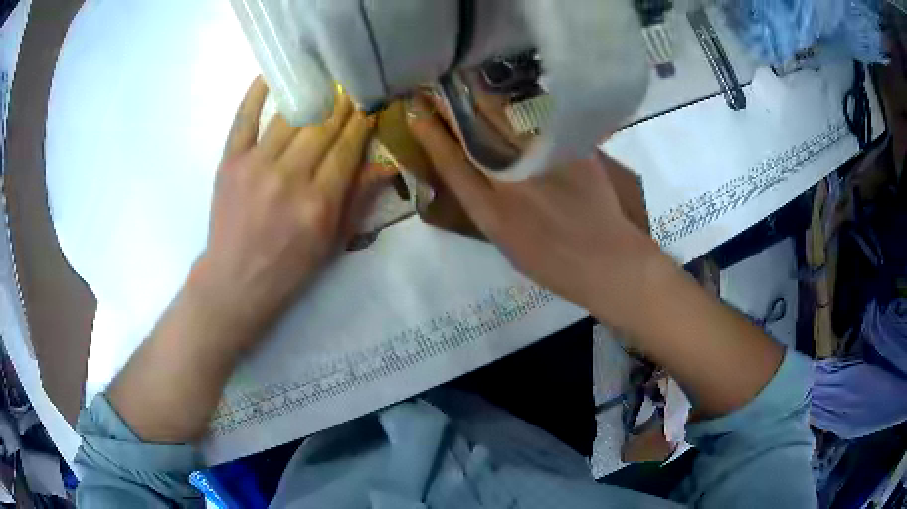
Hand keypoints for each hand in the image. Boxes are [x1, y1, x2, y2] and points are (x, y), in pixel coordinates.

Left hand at [191, 77, 386, 346]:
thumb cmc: (289, 268)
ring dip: (312, 95)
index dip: (362, 122)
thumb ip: (359, 200)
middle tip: (353, 87)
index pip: (347, 148)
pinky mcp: (230, 161)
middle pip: (322, 126)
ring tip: (325, 79)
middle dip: (343, 103)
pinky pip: (244, 118)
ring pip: (291, 118)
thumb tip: (387, 164)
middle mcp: (289, 178)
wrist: (235, 281)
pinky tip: (272, 74)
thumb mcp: (333, 243)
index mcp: (319, 203)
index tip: (371, 104)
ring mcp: (256, 166)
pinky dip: (257, 94)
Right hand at [405, 95, 665, 331]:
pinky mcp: (572, 149)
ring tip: (470, 82)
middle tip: (439, 85)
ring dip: (484, 98)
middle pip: (476, 132)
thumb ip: (486, 206)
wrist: (607, 261)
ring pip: (507, 119)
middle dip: (453, 105)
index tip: (416, 111)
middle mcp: (512, 181)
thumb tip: (473, 172)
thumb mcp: (507, 244)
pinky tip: (515, 97)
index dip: (430, 134)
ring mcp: (545, 161)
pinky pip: (542, 121)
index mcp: (491, 212)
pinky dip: (523, 107)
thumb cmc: (554, 265)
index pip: (451, 163)